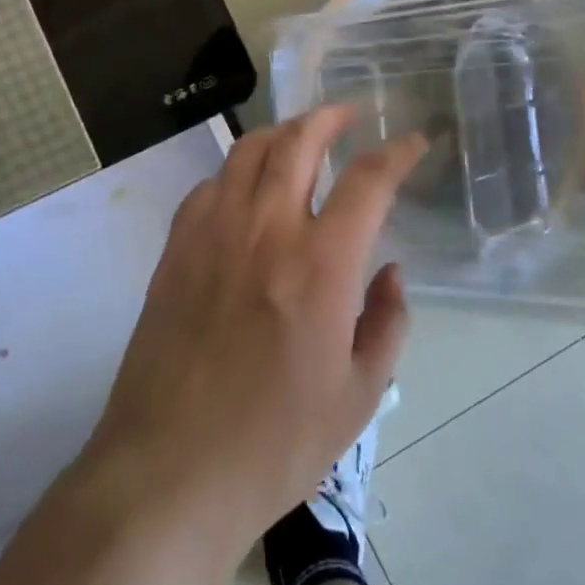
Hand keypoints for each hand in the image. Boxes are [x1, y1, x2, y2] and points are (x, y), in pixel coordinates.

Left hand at [86, 107, 425, 544]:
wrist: (171, 470)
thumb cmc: (276, 443)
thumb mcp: (359, 396)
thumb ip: (387, 323)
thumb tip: (392, 273)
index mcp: (321, 264)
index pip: (367, 181)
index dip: (397, 152)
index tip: (414, 141)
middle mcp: (267, 229)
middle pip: (299, 140)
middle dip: (330, 116)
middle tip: (348, 114)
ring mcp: (214, 232)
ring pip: (249, 151)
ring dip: (282, 134)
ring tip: (300, 140)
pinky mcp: (176, 248)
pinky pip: (210, 185)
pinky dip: (237, 173)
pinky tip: (246, 192)